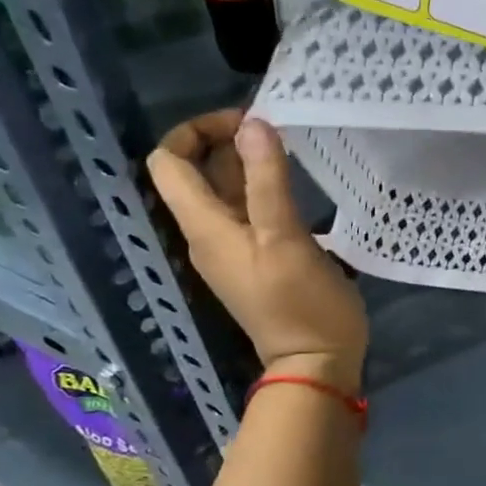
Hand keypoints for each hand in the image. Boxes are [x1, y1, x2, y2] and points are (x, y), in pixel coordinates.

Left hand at [148, 110, 368, 391]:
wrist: (316, 365)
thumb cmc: (301, 304)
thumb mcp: (285, 238)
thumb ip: (268, 180)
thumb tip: (253, 124)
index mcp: (205, 227)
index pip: (169, 163)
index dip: (195, 131)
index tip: (246, 121)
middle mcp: (211, 234)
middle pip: (201, 174)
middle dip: (232, 143)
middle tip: (280, 129)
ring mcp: (237, 250)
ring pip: (231, 193)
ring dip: (254, 166)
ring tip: (296, 152)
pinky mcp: (262, 261)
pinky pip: (254, 214)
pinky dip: (269, 192)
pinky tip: (303, 190)